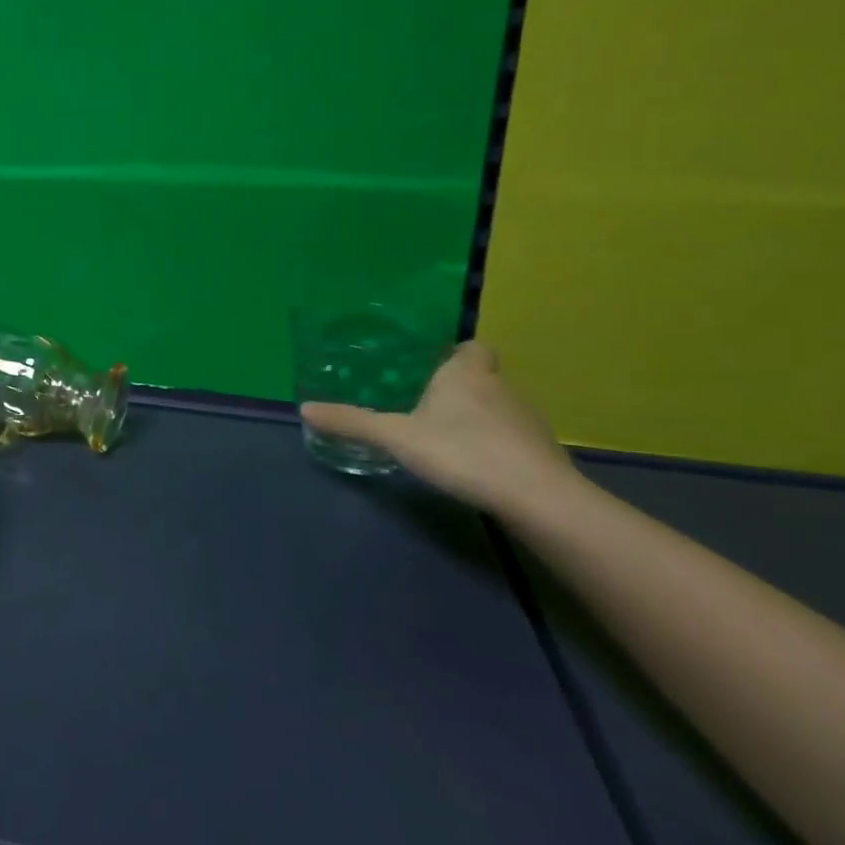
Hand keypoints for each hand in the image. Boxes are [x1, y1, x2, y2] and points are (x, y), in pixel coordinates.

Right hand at [300, 341, 582, 518]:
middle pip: (482, 376)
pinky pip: (510, 436)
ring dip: (476, 416)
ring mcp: (526, 419)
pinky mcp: (540, 451)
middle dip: (458, 386)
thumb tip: (305, 408)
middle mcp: (500, 387)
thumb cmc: (462, 451)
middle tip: (425, 403)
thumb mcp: (396, 437)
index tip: (433, 366)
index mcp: (466, 374)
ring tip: (444, 436)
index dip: (456, 353)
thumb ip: (352, 422)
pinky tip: (472, 463)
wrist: (536, 497)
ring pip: (497, 406)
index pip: (472, 347)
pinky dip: (493, 443)